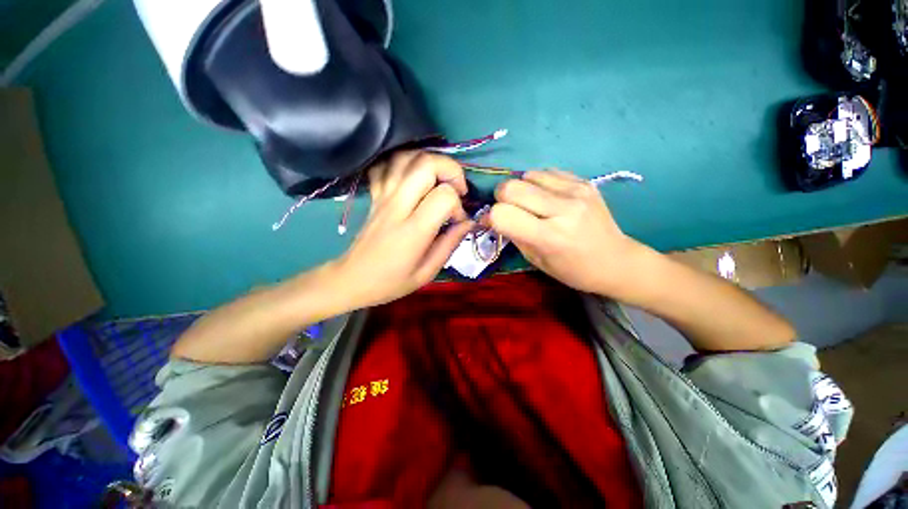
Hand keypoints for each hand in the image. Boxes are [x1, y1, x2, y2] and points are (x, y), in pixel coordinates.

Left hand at [333, 151, 473, 307]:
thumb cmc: (391, 281)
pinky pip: (386, 165)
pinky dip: (404, 163)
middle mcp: (397, 206)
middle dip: (450, 169)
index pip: (444, 196)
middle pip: (426, 164)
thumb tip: (469, 222)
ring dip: (429, 161)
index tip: (458, 220)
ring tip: (438, 181)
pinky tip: (413, 177)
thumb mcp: (427, 272)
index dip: (458, 205)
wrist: (352, 279)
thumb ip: (450, 244)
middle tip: (457, 189)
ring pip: (406, 157)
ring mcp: (383, 196)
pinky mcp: (374, 195)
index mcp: (413, 230)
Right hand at [490, 170, 647, 296]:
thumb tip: (489, 216)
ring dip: (521, 189)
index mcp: (549, 236)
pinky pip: (547, 172)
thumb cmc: (572, 269)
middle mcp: (563, 208)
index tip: (493, 222)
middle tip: (509, 209)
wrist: (616, 261)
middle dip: (501, 198)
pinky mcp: (585, 182)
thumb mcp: (535, 259)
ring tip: (531, 204)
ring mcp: (576, 191)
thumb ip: (512, 234)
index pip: (502, 214)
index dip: (492, 217)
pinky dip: (538, 183)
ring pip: (527, 175)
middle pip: (511, 187)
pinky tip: (547, 197)